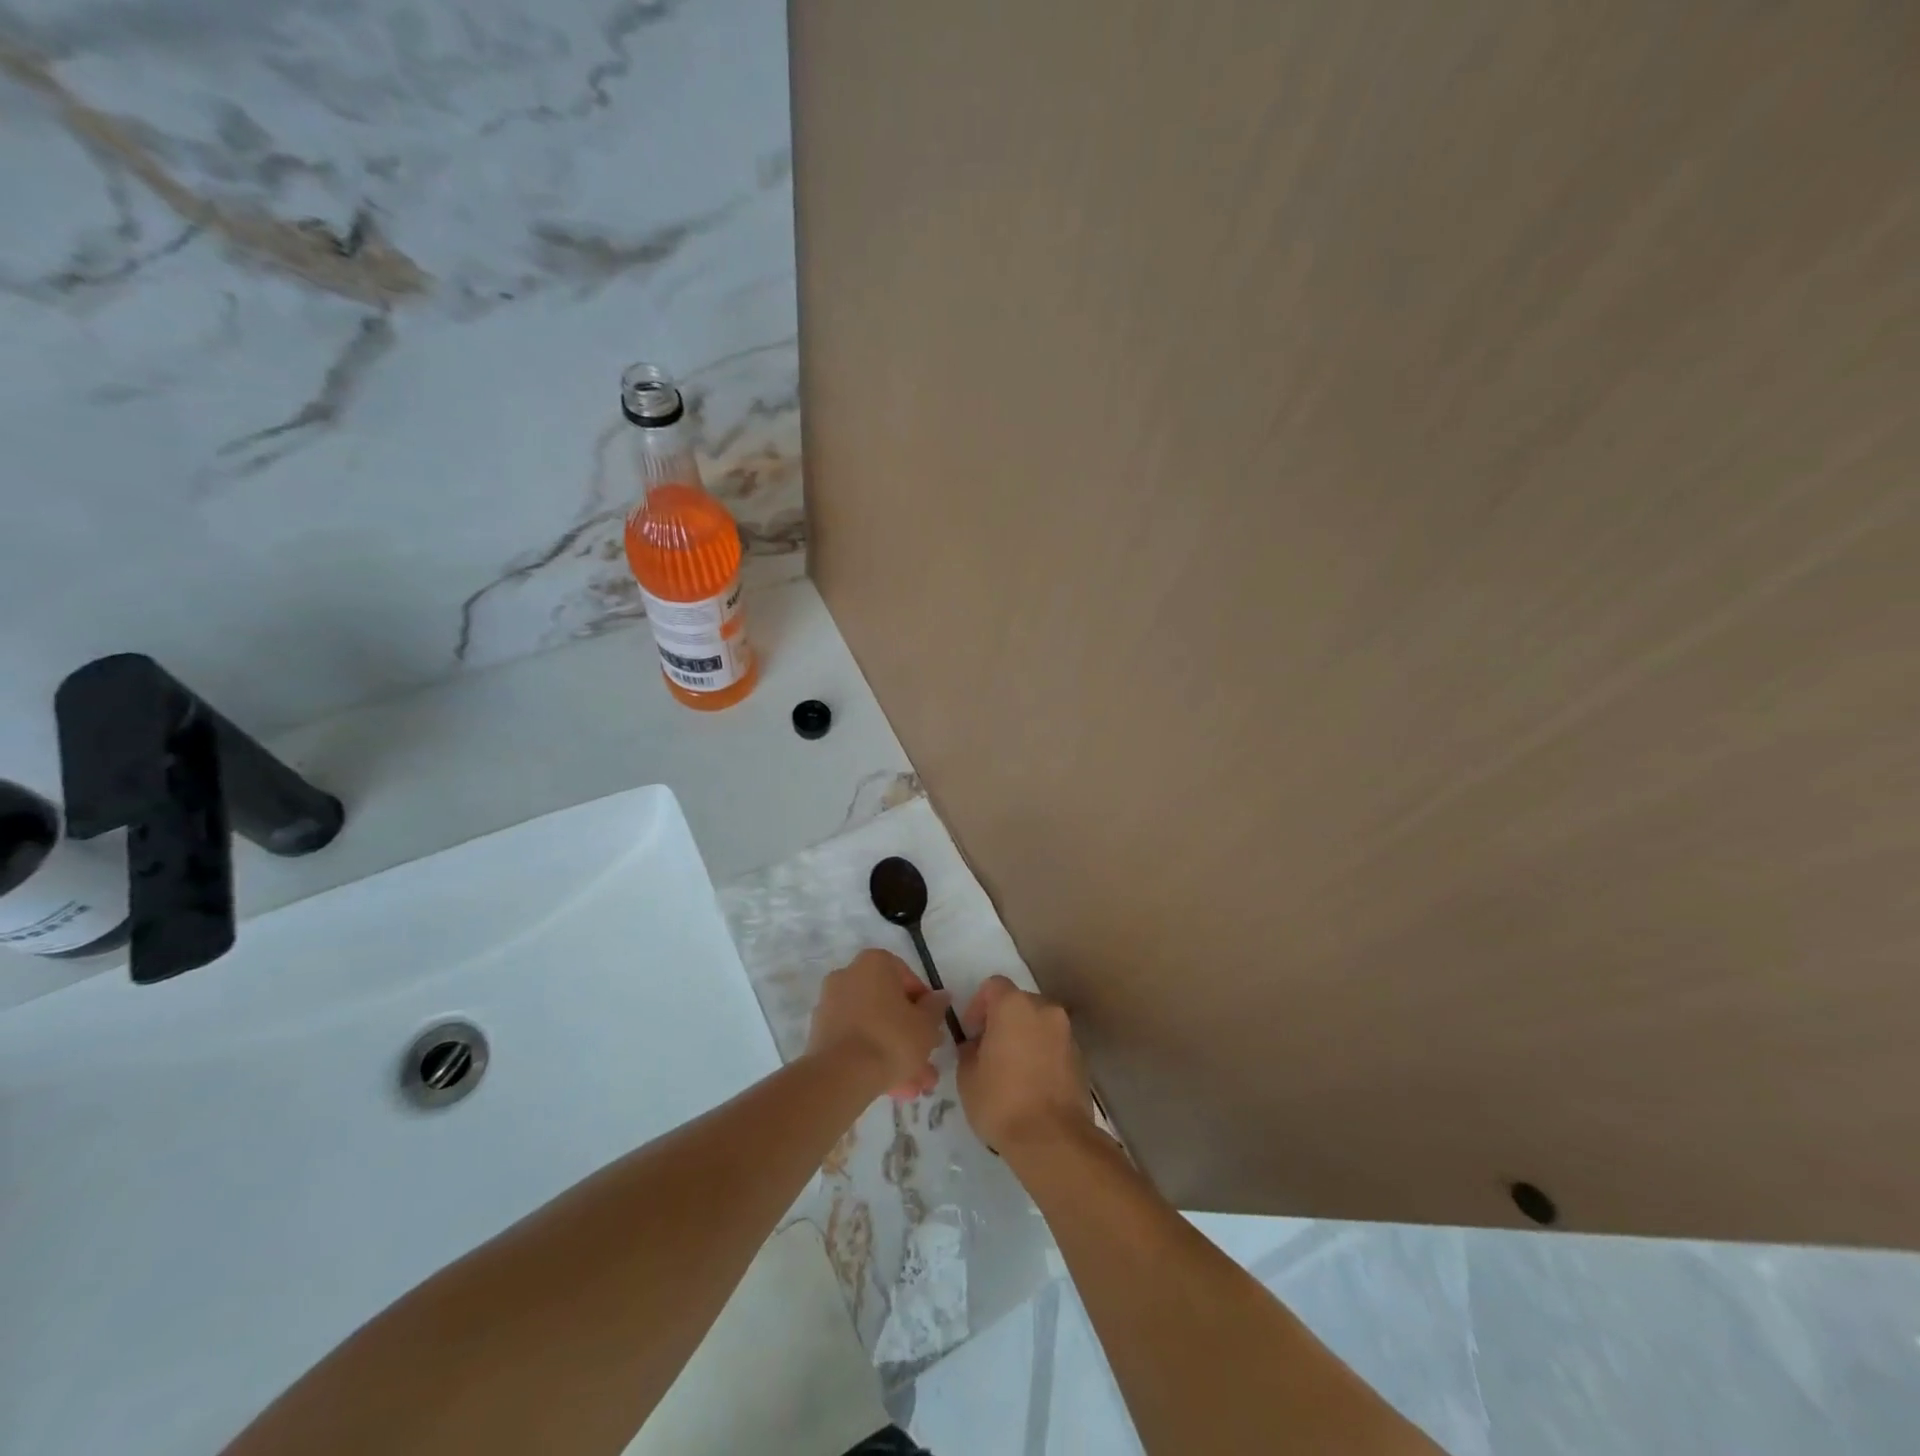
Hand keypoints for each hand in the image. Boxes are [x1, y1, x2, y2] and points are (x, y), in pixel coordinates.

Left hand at [807, 949, 951, 1099]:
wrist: (841, 1075)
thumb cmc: (891, 1038)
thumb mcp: (926, 1024)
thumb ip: (936, 1007)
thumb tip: (941, 997)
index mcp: (875, 963)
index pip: (908, 978)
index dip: (925, 1005)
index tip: (933, 1028)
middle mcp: (849, 975)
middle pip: (888, 1005)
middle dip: (910, 1035)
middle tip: (926, 1060)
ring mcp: (831, 1004)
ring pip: (873, 1026)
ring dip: (895, 1053)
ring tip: (913, 1086)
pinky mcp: (821, 1032)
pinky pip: (855, 1040)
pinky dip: (872, 1058)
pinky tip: (892, 1087)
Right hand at [956, 975, 1095, 1157]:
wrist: (1053, 1139)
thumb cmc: (1001, 1102)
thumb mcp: (967, 1077)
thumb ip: (969, 1050)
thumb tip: (976, 1046)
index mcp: (1014, 1005)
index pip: (993, 986)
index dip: (978, 1005)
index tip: (972, 1033)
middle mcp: (1044, 1009)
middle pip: (1019, 1002)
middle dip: (1003, 1021)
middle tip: (990, 1051)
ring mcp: (1066, 1032)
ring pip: (1039, 1024)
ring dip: (1025, 1037)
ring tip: (1012, 1071)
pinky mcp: (1081, 1057)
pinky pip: (1054, 1045)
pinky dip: (1042, 1054)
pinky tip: (1032, 1084)